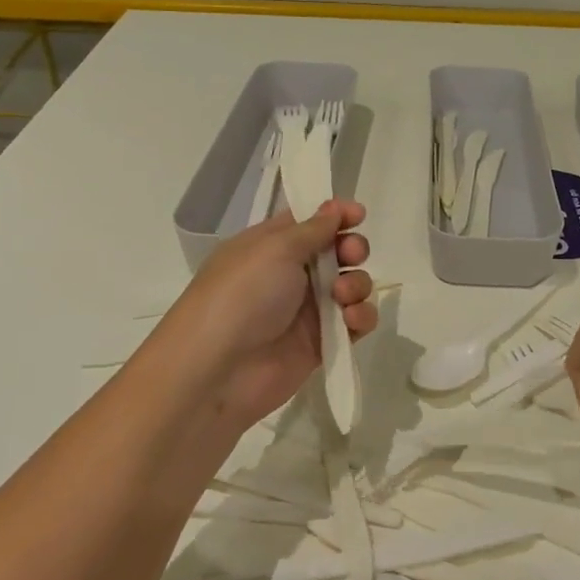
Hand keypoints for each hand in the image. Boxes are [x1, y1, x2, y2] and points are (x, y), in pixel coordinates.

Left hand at [152, 199, 376, 434]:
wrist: (218, 371)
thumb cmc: (241, 295)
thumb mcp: (274, 249)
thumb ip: (312, 229)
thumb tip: (334, 209)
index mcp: (271, 246)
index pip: (310, 222)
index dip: (336, 215)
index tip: (358, 214)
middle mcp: (290, 274)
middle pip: (337, 252)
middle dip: (352, 248)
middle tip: (351, 255)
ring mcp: (307, 310)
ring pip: (351, 285)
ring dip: (357, 283)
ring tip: (342, 295)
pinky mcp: (322, 342)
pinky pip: (354, 322)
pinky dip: (361, 317)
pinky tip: (351, 319)